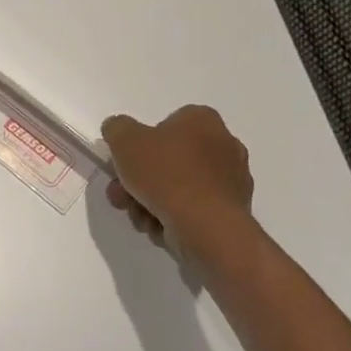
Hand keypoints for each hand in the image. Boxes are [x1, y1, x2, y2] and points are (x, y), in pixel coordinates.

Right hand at [101, 105, 253, 248]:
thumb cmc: (165, 174)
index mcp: (202, 120)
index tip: (124, 165)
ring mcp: (232, 180)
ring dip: (151, 203)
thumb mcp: (124, 140)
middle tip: (121, 196)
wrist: (205, 226)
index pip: (166, 125)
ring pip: (178, 188)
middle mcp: (224, 145)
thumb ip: (117, 128)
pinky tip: (160, 229)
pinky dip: (174, 218)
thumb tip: (118, 130)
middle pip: (169, 160)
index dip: (140, 145)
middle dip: (139, 181)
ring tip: (139, 218)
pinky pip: (194, 210)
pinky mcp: (233, 212)